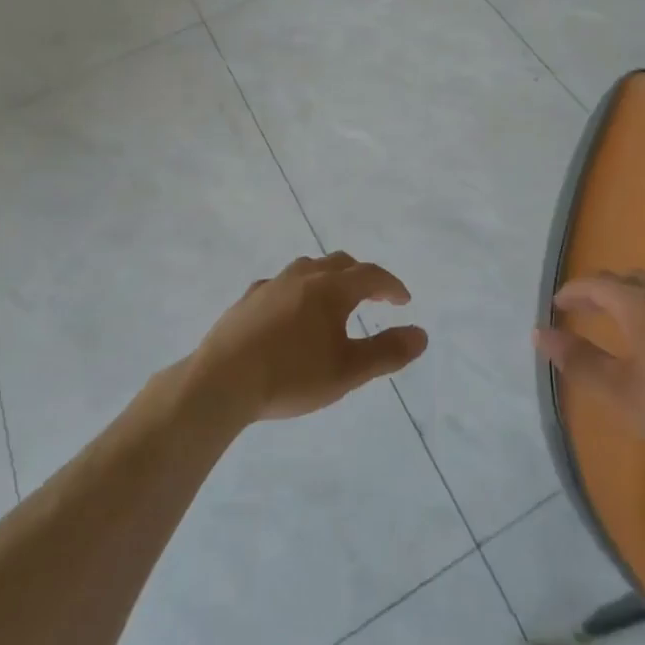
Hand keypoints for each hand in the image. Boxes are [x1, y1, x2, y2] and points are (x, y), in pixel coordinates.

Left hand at [189, 254, 427, 424]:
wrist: (223, 380)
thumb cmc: (292, 376)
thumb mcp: (347, 371)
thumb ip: (387, 352)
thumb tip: (421, 334)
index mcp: (331, 289)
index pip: (371, 276)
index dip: (391, 286)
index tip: (403, 300)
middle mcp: (303, 276)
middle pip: (339, 263)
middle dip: (361, 276)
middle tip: (373, 296)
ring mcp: (272, 285)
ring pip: (307, 268)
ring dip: (327, 277)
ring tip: (332, 300)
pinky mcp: (248, 299)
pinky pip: (280, 284)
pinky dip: (296, 291)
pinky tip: (289, 311)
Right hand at [534, 272, 644, 504]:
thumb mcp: (620, 393)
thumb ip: (577, 359)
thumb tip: (540, 333)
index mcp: (642, 304)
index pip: (597, 284)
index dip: (574, 292)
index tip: (558, 304)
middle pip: (630, 280)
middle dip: (604, 292)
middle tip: (587, 310)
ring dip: (640, 297)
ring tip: (629, 318)